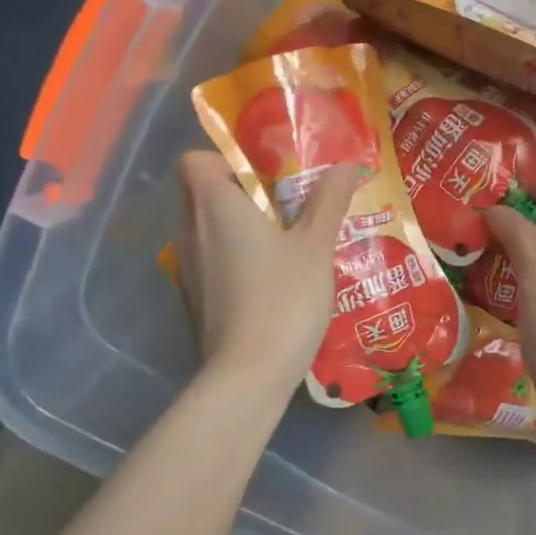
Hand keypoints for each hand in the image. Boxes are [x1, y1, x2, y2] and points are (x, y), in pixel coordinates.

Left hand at [175, 151, 360, 389]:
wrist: (248, 375)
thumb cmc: (283, 298)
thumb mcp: (315, 246)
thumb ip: (328, 201)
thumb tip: (347, 164)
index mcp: (214, 206)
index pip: (195, 160)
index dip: (225, 158)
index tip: (264, 174)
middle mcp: (190, 231)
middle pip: (200, 193)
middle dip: (239, 192)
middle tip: (285, 204)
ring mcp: (188, 269)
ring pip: (205, 229)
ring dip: (238, 227)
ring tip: (284, 240)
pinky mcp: (195, 300)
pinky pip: (210, 261)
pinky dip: (234, 259)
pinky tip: (271, 279)